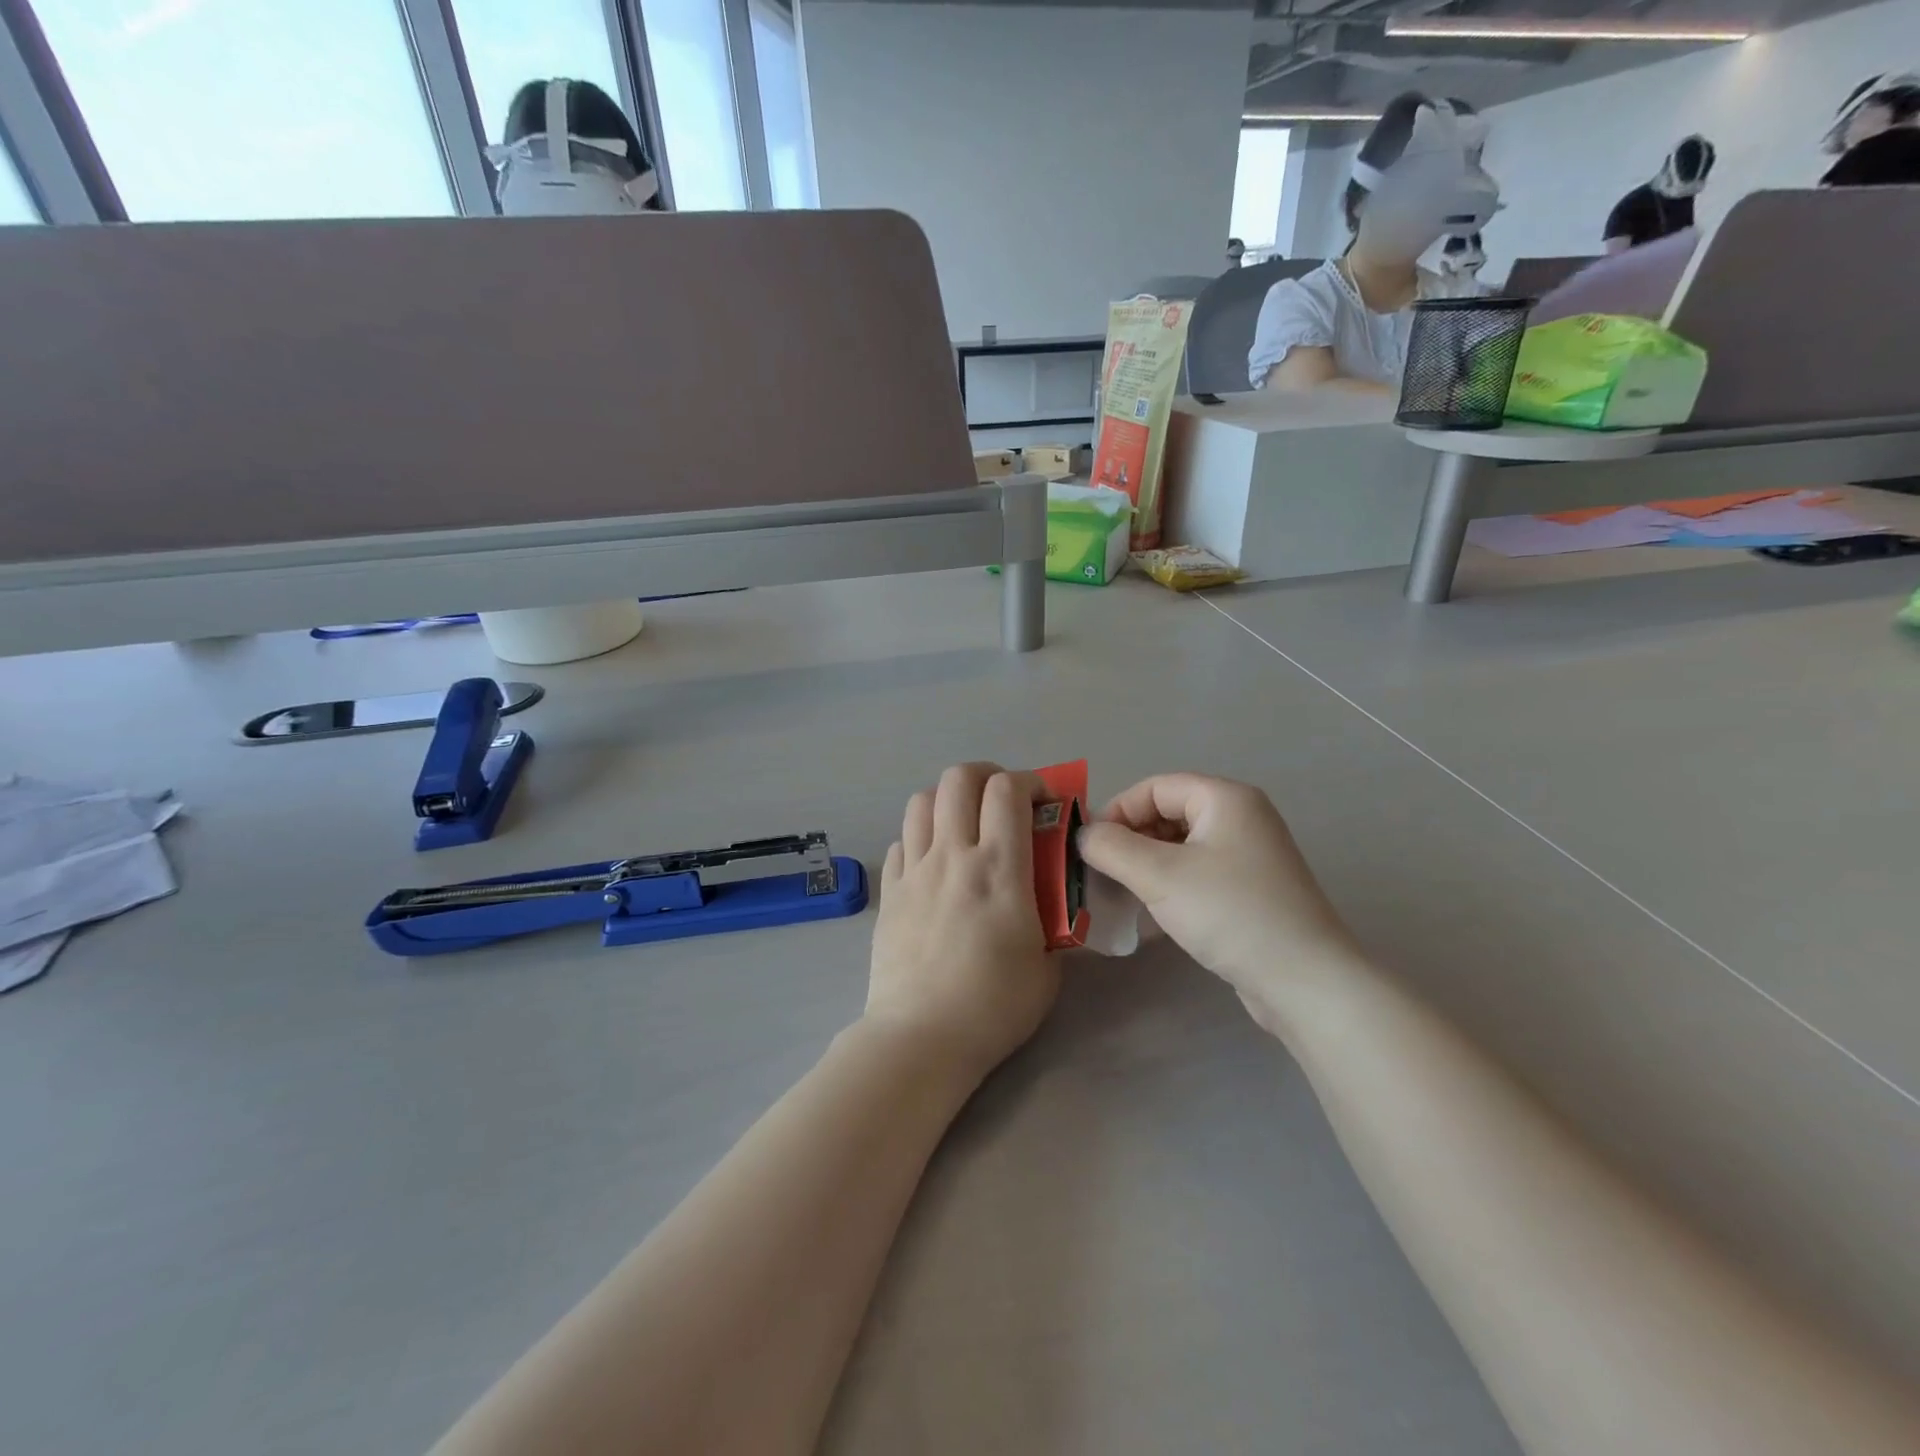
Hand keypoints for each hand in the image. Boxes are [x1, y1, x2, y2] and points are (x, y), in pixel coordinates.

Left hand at [866, 763, 1059, 1080]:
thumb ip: (1051, 921)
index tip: (1042, 801)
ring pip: (922, 800)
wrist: (922, 1037)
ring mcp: (914, 870)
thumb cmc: (994, 1006)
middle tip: (1002, 799)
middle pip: (959, 779)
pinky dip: (920, 837)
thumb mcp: (1047, 965)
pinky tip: (932, 862)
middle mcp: (952, 856)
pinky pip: (901, 841)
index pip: (1008, 791)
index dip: (1029, 781)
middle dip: (986, 775)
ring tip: (963, 823)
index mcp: (998, 868)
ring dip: (948, 799)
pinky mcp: (889, 891)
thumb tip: (1047, 902)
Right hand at [1076, 774, 1361, 1028]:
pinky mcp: (1252, 889)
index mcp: (1225, 798)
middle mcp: (1241, 817)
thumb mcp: (1160, 875)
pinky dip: (1171, 883)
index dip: (1117, 811)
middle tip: (1103, 873)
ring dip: (1147, 863)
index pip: (1154, 787)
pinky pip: (1199, 871)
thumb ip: (1112, 847)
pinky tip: (1153, 912)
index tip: (1090, 848)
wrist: (1304, 980)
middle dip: (1131, 839)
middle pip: (1168, 812)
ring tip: (1124, 893)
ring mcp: (1250, 854)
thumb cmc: (1230, 913)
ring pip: (1181, 845)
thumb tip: (1084, 835)